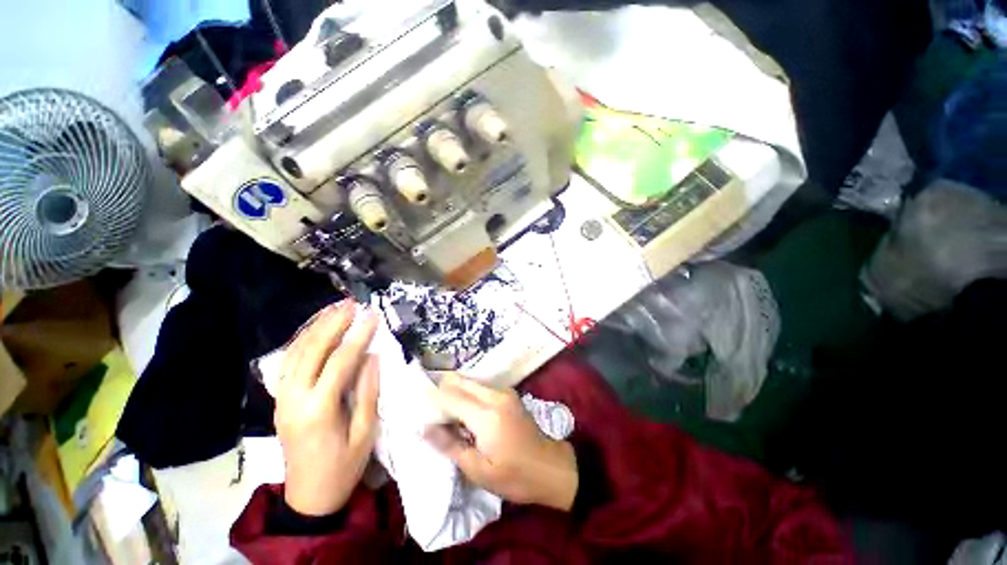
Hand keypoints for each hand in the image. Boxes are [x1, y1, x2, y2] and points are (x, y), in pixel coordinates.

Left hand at [275, 301, 379, 515]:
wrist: (308, 497)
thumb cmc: (344, 466)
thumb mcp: (365, 432)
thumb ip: (368, 391)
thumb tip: (373, 356)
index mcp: (319, 409)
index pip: (341, 361)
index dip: (359, 335)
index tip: (372, 315)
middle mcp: (294, 399)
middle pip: (313, 350)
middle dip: (333, 323)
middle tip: (351, 303)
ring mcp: (282, 399)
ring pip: (296, 353)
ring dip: (315, 328)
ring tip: (334, 309)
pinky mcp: (280, 401)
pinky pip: (287, 364)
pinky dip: (301, 342)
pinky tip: (314, 331)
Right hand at [428, 374, 577, 510]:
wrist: (551, 467)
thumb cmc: (514, 475)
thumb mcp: (478, 469)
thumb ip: (449, 445)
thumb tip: (424, 428)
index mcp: (486, 414)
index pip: (450, 397)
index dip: (432, 400)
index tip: (418, 409)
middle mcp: (495, 395)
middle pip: (460, 382)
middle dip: (442, 392)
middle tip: (431, 412)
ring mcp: (504, 391)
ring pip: (471, 382)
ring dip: (455, 393)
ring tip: (447, 416)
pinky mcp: (509, 393)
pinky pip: (481, 387)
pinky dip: (468, 395)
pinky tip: (465, 414)